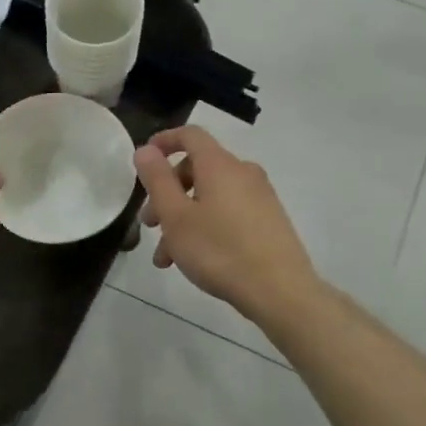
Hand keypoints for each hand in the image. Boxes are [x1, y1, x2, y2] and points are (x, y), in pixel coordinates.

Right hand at [134, 126, 319, 320]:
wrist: (280, 290)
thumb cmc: (219, 250)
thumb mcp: (176, 217)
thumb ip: (157, 179)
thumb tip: (146, 149)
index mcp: (219, 165)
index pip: (190, 135)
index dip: (165, 141)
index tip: (145, 160)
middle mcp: (242, 173)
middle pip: (197, 169)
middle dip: (168, 193)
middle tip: (149, 224)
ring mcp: (260, 197)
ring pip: (210, 197)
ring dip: (183, 219)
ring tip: (166, 257)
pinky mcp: (269, 220)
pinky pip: (228, 213)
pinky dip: (206, 226)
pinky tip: (194, 260)